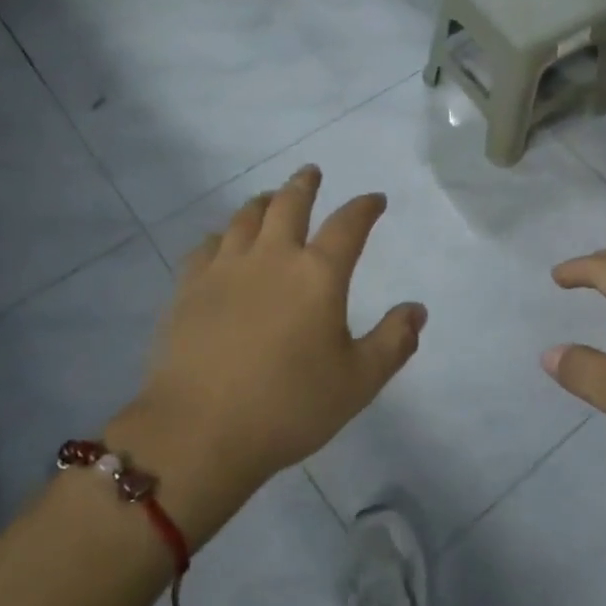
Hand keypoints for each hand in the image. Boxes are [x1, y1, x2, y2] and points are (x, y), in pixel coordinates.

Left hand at [108, 167, 425, 548]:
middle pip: (289, 203)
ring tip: (270, 199)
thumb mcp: (358, 381)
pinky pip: (206, 246)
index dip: (365, 207)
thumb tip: (417, 310)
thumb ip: (393, 342)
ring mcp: (225, 269)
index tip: (375, 199)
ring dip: (263, 202)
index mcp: (318, 275)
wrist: (199, 432)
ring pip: (245, 218)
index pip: (349, 225)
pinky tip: (221, 242)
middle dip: (305, 184)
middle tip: (311, 173)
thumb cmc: (289, 406)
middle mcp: (272, 257)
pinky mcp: (189, 288)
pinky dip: (221, 236)